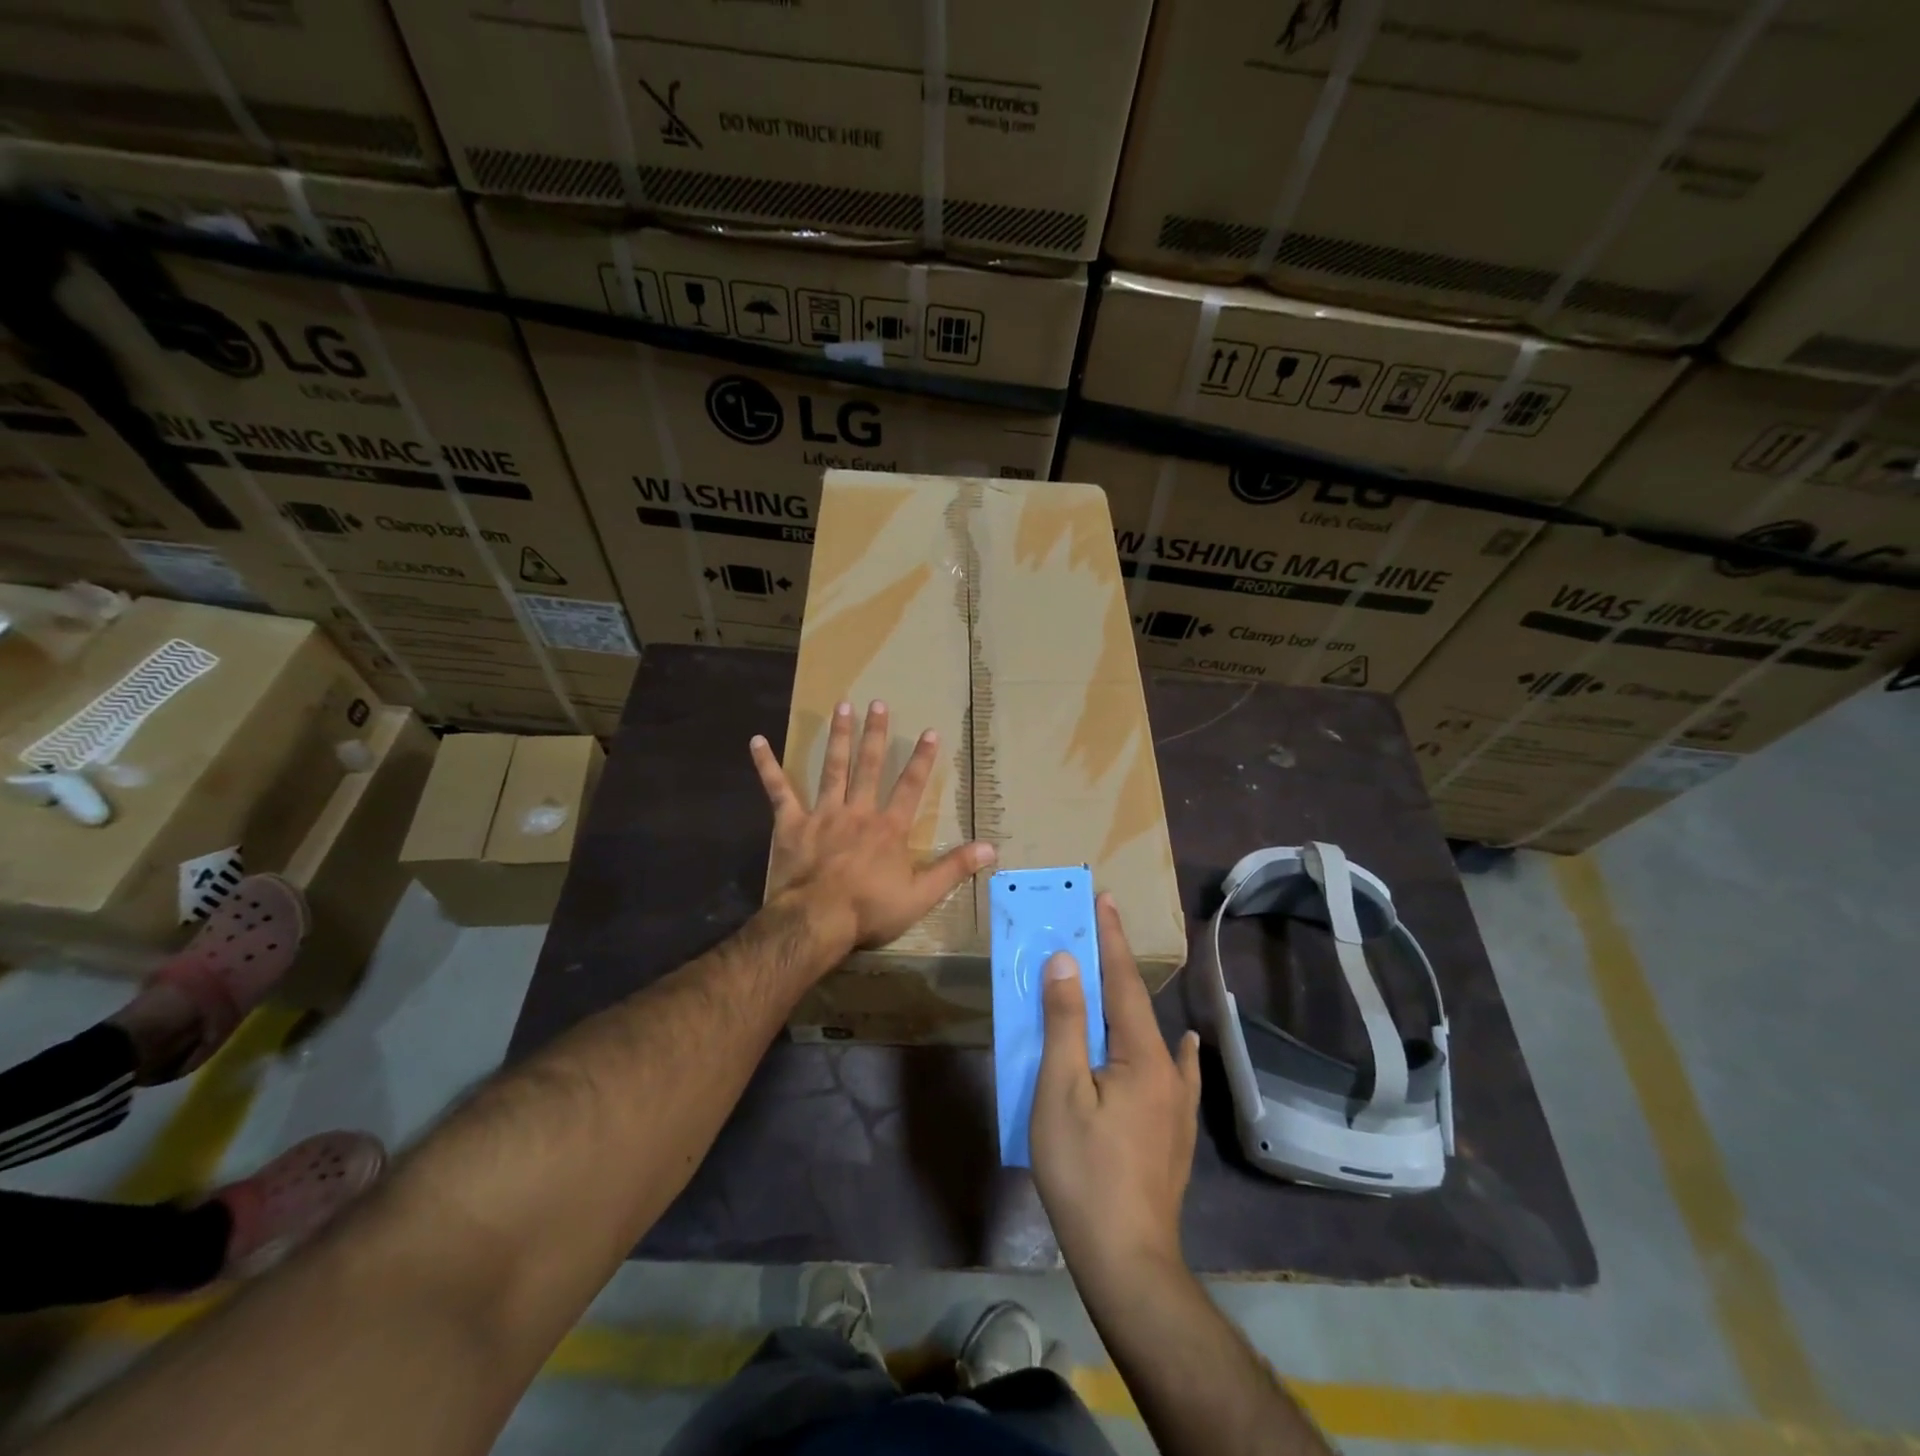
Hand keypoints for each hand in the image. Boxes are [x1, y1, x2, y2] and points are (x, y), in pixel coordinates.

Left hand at [751, 700, 994, 960]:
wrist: (817, 921)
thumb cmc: (870, 910)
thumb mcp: (921, 894)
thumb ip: (954, 868)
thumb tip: (992, 848)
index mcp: (889, 828)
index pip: (911, 787)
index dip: (922, 759)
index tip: (930, 731)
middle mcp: (858, 812)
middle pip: (869, 766)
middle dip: (875, 734)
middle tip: (877, 703)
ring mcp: (823, 814)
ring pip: (832, 768)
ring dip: (838, 736)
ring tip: (842, 706)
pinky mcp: (792, 823)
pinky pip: (778, 790)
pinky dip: (767, 765)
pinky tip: (757, 741)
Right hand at [1031, 894, 1201, 1281]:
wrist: (1127, 1258)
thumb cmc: (1084, 1170)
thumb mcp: (1061, 1090)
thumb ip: (1066, 1023)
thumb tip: (1066, 963)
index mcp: (1140, 1054)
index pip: (1122, 981)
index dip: (1111, 938)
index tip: (1105, 898)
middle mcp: (1168, 1070)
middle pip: (1137, 1004)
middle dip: (1116, 965)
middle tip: (1097, 932)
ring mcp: (1177, 1103)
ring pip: (1153, 1037)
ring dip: (1133, 1004)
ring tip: (1119, 983)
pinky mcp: (1176, 1131)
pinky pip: (1177, 1074)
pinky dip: (1176, 1051)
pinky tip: (1185, 1047)